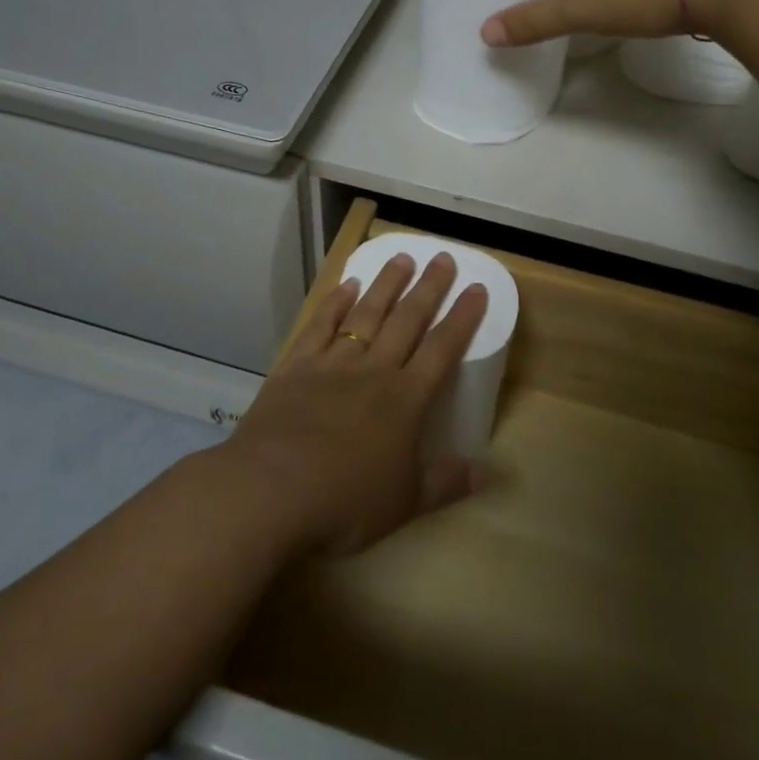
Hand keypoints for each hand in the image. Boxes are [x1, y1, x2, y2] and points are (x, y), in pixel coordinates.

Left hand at [221, 252, 488, 554]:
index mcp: (405, 399)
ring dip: (385, 284)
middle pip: (407, 320)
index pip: (442, 349)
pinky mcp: (295, 367)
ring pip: (366, 314)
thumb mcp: (405, 502)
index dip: (462, 317)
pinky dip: (334, 304)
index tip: (477, 287)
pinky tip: (345, 286)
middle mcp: (373, 371)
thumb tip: (488, 472)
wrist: (270, 491)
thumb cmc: (345, 501)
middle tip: (442, 257)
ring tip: (401, 257)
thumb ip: (446, 482)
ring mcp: (332, 364)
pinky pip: (320, 326)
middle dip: (428, 287)